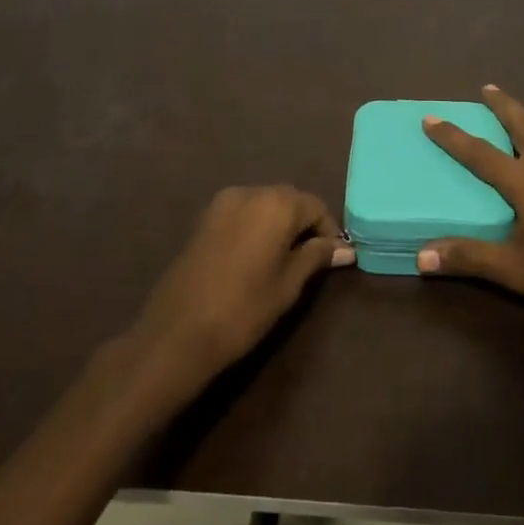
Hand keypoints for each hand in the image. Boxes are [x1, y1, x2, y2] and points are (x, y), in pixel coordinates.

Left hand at [131, 186, 352, 383]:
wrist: (178, 332)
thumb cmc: (244, 309)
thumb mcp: (289, 284)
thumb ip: (317, 257)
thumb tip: (346, 249)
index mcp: (276, 204)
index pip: (316, 206)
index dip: (329, 231)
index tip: (333, 259)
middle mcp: (250, 192)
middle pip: (289, 200)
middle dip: (304, 224)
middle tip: (311, 259)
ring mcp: (222, 203)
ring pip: (264, 204)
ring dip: (280, 223)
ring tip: (284, 259)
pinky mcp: (204, 219)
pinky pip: (242, 212)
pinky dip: (256, 226)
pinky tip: (256, 256)